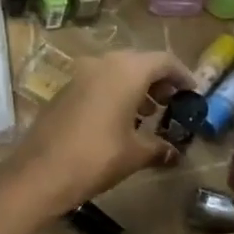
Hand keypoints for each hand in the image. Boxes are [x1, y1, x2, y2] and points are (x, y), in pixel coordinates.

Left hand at [10, 50, 195, 212]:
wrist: (39, 172)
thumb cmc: (96, 158)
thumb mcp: (134, 154)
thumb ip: (158, 148)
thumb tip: (175, 153)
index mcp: (126, 71)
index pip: (163, 61)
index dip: (182, 75)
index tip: (193, 92)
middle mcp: (102, 63)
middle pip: (139, 62)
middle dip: (158, 80)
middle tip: (171, 103)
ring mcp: (79, 75)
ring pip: (116, 71)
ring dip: (135, 87)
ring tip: (148, 114)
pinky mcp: (64, 89)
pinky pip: (97, 82)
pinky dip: (114, 93)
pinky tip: (119, 120)